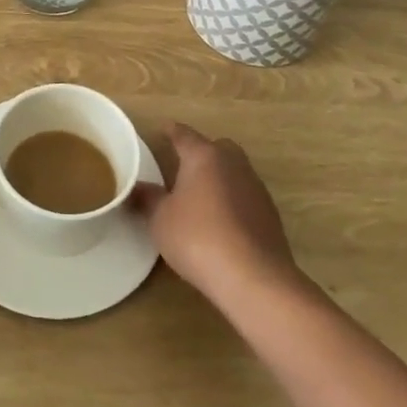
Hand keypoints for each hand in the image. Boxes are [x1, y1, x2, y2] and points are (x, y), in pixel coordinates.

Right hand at [133, 122, 300, 306]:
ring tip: (200, 197)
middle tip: (182, 167)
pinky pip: (245, 197)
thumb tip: (136, 188)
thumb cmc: (198, 237)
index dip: (171, 131)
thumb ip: (148, 199)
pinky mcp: (270, 215)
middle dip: (201, 153)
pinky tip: (221, 222)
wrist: (253, 277)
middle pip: (216, 148)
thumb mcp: (161, 219)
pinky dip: (232, 202)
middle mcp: (233, 164)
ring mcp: (256, 188)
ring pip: (234, 172)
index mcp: (204, 156)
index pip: (184, 135)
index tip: (163, 129)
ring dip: (219, 179)